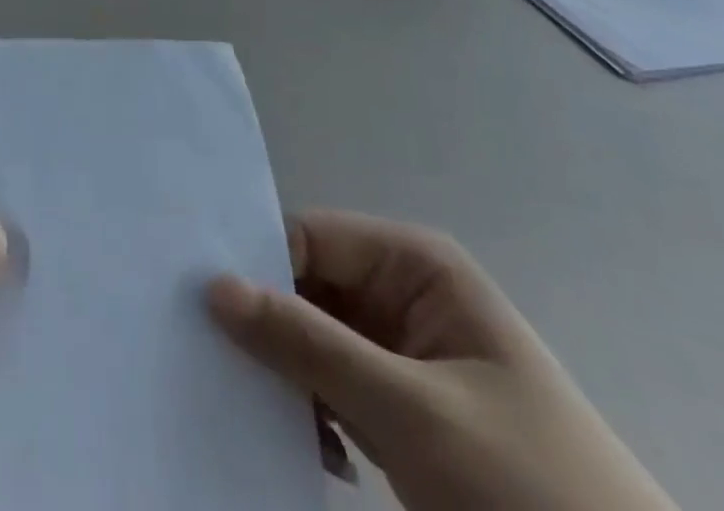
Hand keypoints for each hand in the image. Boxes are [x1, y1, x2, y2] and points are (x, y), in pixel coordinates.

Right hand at [208, 211, 676, 510]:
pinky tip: (312, 450)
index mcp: (413, 265)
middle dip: (264, 324)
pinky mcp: (403, 410)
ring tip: (258, 411)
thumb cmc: (526, 490)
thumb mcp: (409, 413)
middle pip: (305, 287)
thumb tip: (213, 286)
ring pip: (313, 339)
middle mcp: (403, 293)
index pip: (306, 238)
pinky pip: (333, 386)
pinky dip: (312, 412)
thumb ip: (306, 343)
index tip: (196, 297)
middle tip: (206, 354)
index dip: (254, 264)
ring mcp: (403, 353)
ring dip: (286, 376)